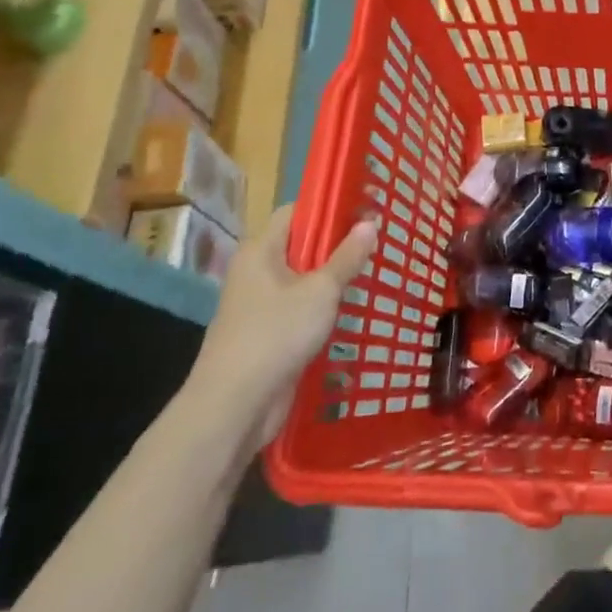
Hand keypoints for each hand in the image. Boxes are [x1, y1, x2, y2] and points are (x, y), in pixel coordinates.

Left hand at [185, 205, 376, 446]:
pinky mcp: (267, 333)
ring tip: (372, 269)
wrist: (234, 405)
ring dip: (332, 275)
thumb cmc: (276, 335)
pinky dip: (323, 304)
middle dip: (337, 241)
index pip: (295, 211)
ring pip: (302, 278)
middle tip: (377, 238)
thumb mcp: (321, 291)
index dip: (330, 205)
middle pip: (300, 244)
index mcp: (260, 251)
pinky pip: (299, 306)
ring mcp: (259, 304)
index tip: (366, 206)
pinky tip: (351, 308)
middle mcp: (256, 271)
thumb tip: (370, 222)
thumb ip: (347, 256)